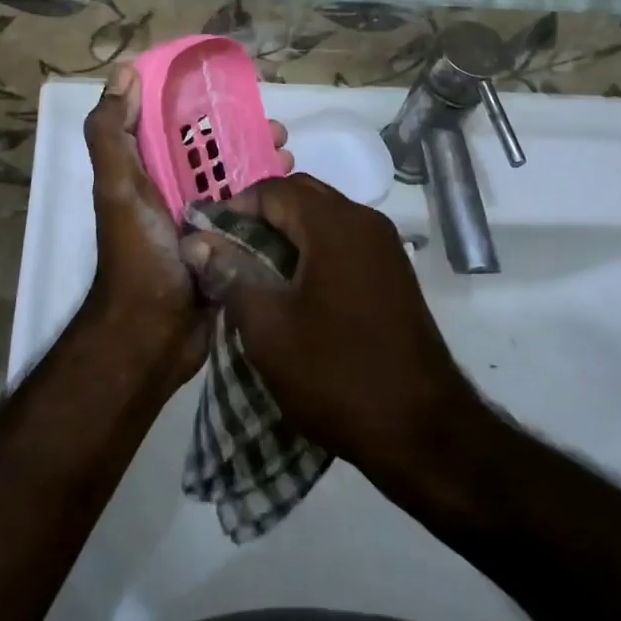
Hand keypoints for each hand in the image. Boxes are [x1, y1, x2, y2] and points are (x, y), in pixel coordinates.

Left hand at [82, 66, 290, 395]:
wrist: (153, 335)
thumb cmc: (138, 253)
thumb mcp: (117, 187)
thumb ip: (112, 133)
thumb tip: (123, 73)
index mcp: (146, 172)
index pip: (173, 124)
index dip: (200, 103)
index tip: (235, 91)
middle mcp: (172, 191)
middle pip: (212, 151)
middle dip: (244, 134)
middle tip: (278, 131)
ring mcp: (202, 220)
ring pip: (236, 180)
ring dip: (263, 164)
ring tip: (290, 158)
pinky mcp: (225, 246)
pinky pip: (250, 213)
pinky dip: (270, 199)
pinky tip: (294, 193)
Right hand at [181, 174, 477, 481]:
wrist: (422, 430)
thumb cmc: (336, 375)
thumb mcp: (268, 328)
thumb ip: (231, 274)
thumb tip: (198, 242)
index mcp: (334, 224)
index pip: (272, 190)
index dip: (233, 209)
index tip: (206, 242)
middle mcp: (365, 221)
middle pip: (301, 196)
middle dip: (260, 218)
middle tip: (227, 255)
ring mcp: (384, 246)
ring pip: (323, 218)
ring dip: (286, 235)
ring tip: (254, 273)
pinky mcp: (393, 272)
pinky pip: (343, 242)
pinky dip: (313, 251)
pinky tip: (293, 290)